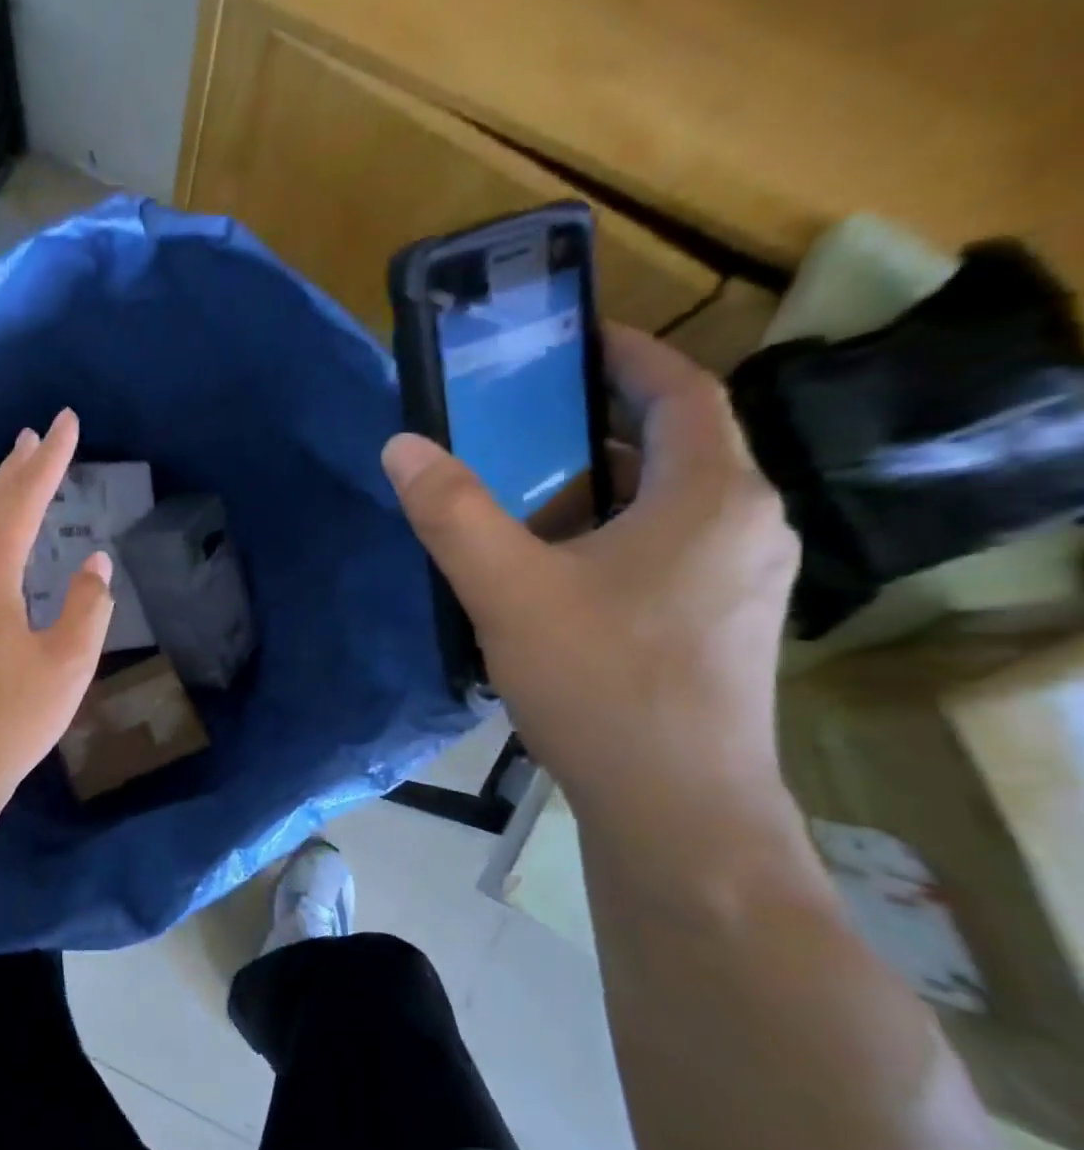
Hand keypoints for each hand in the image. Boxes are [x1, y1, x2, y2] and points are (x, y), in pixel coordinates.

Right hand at [382, 326, 800, 825]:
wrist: (676, 809)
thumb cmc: (601, 683)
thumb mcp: (508, 589)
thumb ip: (451, 513)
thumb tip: (401, 445)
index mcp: (710, 496)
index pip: (682, 391)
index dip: (631, 354)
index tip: (575, 340)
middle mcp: (747, 525)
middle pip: (675, 448)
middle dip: (599, 429)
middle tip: (523, 428)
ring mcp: (745, 580)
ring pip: (671, 506)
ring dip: (605, 490)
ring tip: (528, 502)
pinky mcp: (726, 625)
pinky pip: (672, 551)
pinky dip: (617, 537)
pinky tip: (559, 575)